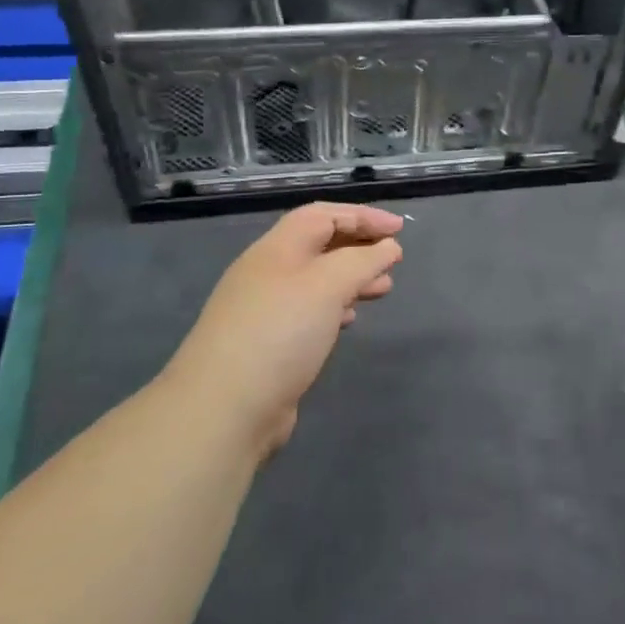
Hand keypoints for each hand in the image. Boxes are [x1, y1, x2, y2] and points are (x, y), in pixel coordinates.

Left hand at [172, 203, 403, 455]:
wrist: (224, 409)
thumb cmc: (280, 332)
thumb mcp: (328, 285)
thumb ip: (362, 261)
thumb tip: (388, 248)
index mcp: (277, 248)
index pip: (323, 215)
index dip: (363, 216)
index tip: (400, 230)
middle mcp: (268, 272)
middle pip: (319, 245)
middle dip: (359, 247)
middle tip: (394, 260)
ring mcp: (265, 309)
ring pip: (316, 280)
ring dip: (351, 278)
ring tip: (383, 289)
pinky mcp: (268, 344)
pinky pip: (308, 311)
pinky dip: (335, 307)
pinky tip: (350, 319)